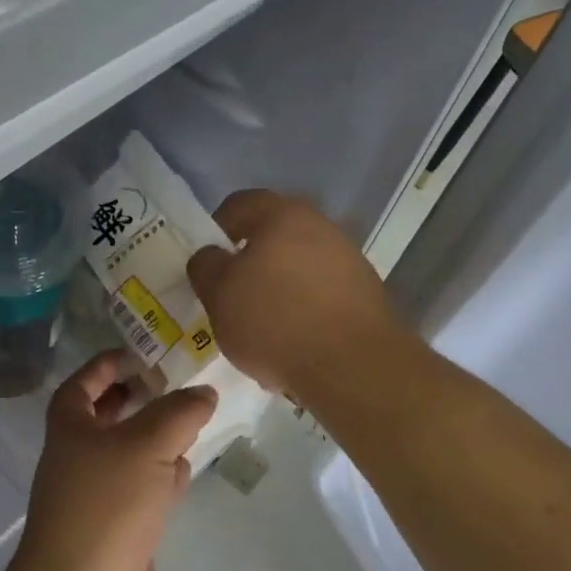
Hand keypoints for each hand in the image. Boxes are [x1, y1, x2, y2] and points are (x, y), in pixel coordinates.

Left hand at [9, 351, 215, 570]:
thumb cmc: (106, 504)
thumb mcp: (147, 445)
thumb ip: (179, 413)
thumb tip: (203, 393)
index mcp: (69, 428)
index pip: (82, 383)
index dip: (107, 365)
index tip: (140, 353)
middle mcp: (77, 457)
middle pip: (105, 418)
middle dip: (136, 400)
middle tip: (173, 386)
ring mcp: (95, 496)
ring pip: (128, 454)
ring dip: (154, 439)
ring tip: (189, 422)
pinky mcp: (116, 529)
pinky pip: (140, 490)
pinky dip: (161, 478)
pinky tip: (184, 473)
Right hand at [186, 190, 403, 395]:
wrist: (353, 366)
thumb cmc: (274, 321)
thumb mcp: (218, 293)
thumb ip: (206, 265)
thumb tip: (212, 255)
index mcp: (282, 215)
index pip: (240, 205)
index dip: (216, 229)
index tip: (209, 263)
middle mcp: (321, 226)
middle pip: (273, 235)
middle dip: (250, 263)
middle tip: (232, 296)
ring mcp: (348, 259)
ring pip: (298, 266)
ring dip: (278, 288)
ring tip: (262, 328)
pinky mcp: (365, 293)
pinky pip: (321, 293)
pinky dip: (303, 310)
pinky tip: (293, 342)